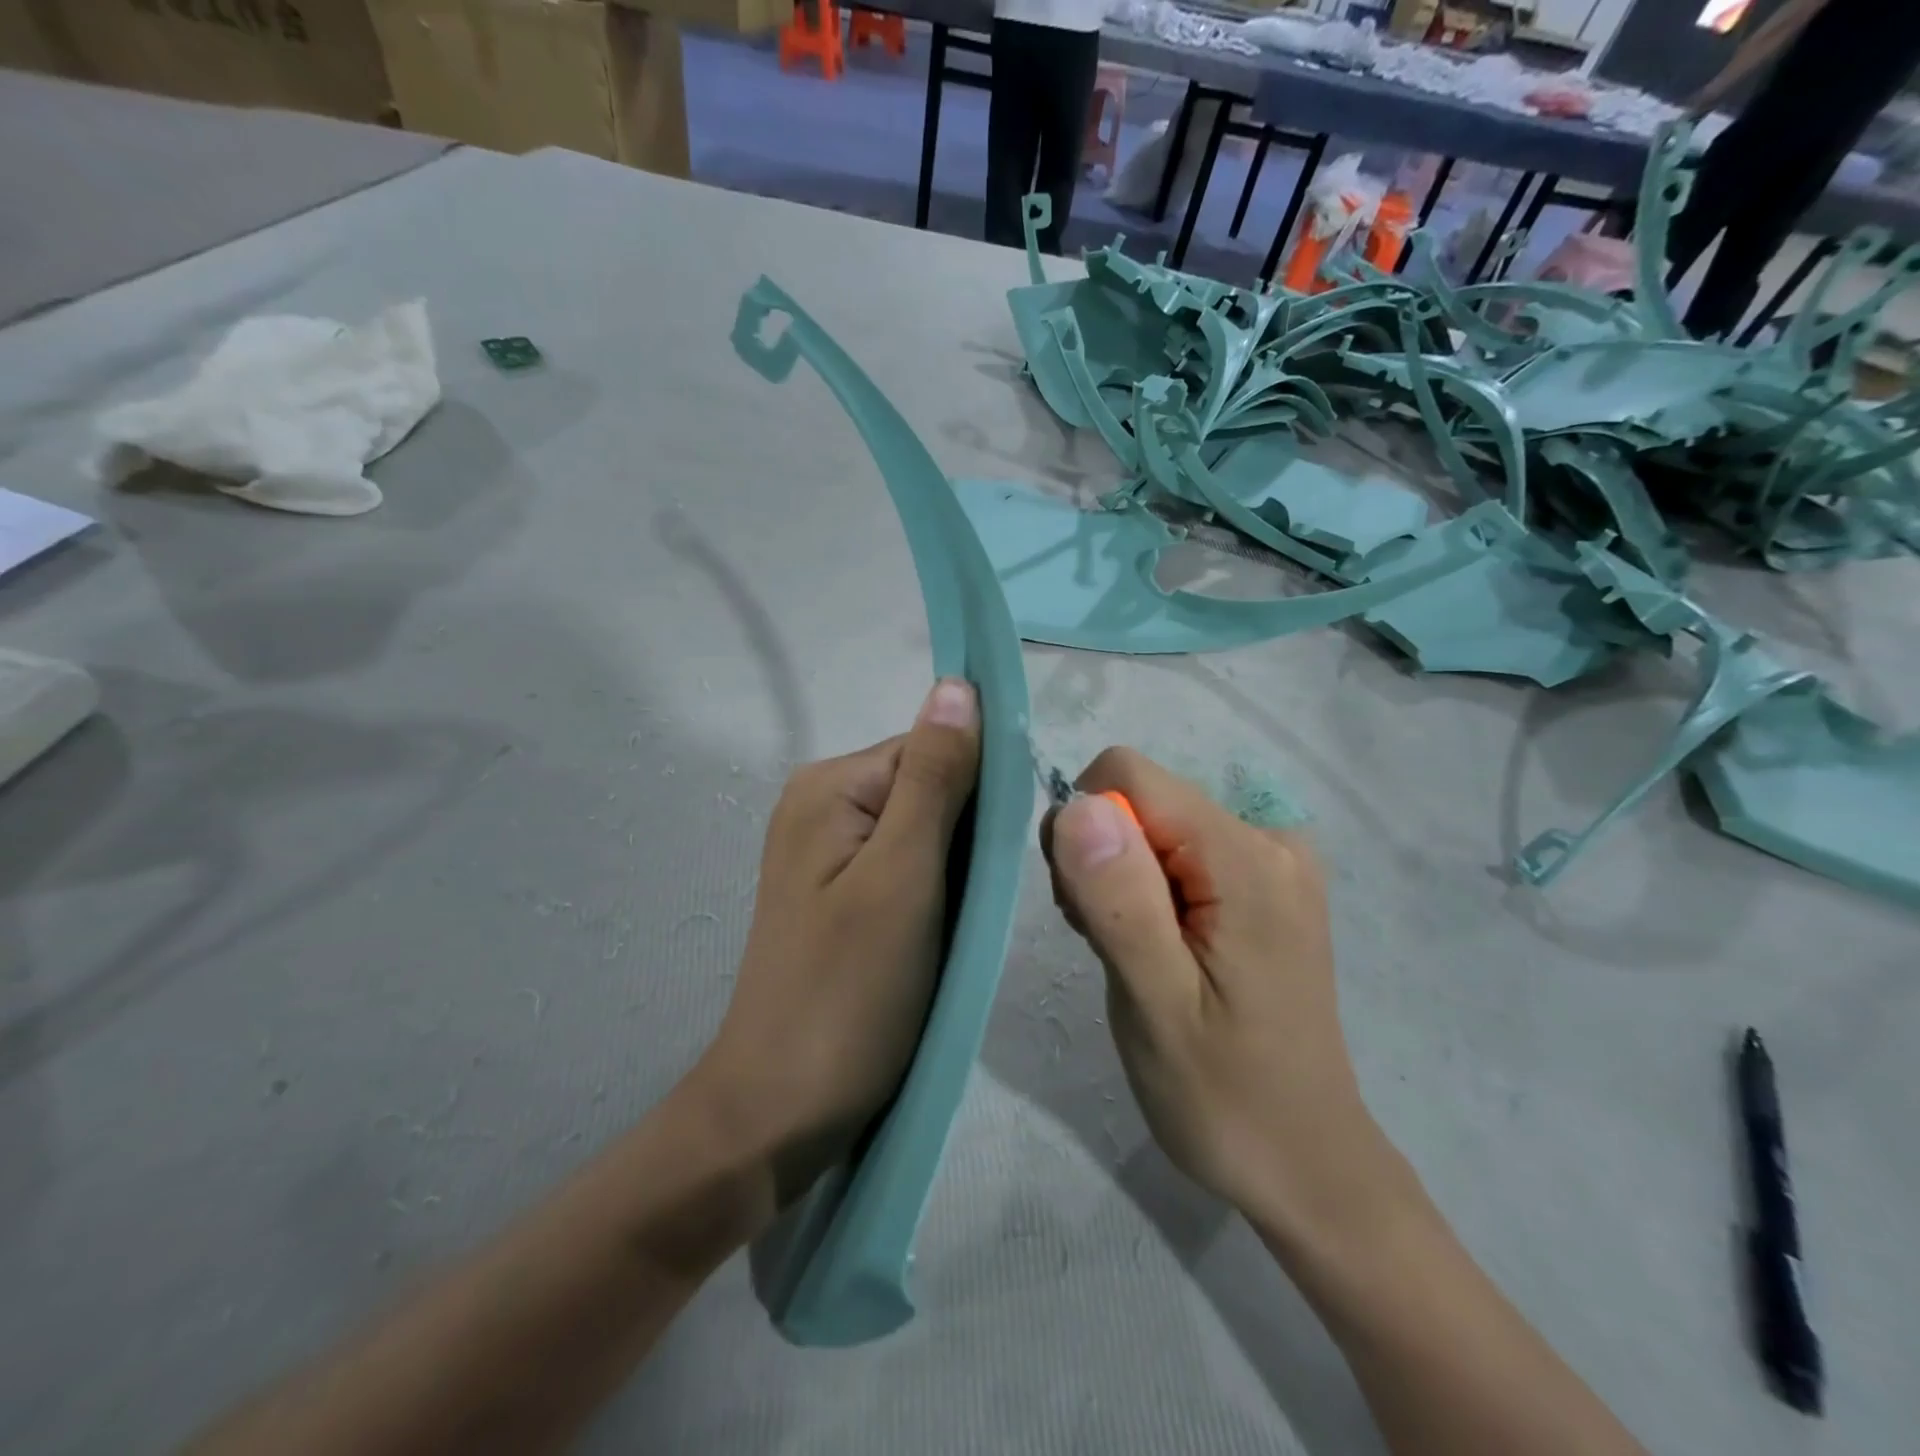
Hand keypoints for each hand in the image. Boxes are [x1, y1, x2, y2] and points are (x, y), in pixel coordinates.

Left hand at [695, 679, 981, 1204]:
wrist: (783, 1109)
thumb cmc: (850, 989)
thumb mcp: (903, 874)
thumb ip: (934, 776)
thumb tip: (958, 684)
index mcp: (831, 785)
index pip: (933, 748)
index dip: (978, 793)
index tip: (998, 858)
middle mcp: (824, 804)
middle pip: (930, 787)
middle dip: (967, 838)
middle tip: (972, 906)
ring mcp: (829, 852)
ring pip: (926, 831)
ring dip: (956, 870)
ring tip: (958, 928)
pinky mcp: (842, 894)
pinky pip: (907, 868)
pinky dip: (937, 893)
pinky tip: (940, 937)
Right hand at [1042, 748, 1394, 1233]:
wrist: (1305, 1163)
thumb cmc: (1223, 1097)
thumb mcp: (1155, 1004)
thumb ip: (1119, 900)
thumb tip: (1079, 805)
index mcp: (1246, 857)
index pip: (1129, 777)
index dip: (1086, 831)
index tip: (1087, 909)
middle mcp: (1269, 838)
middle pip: (1141, 798)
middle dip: (1101, 859)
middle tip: (1108, 944)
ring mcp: (1272, 860)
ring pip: (1152, 824)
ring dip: (1119, 879)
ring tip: (1133, 955)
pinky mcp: (1263, 884)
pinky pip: (1177, 851)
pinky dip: (1147, 889)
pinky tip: (1156, 948)